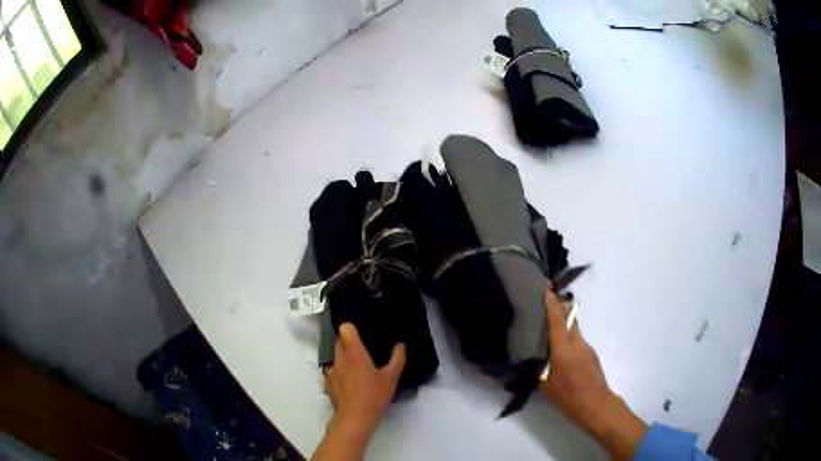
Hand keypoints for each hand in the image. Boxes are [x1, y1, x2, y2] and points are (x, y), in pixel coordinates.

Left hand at [325, 323, 406, 430]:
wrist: (355, 418)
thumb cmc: (374, 395)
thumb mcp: (391, 378)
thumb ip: (397, 359)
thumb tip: (401, 345)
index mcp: (354, 352)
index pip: (345, 329)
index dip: (351, 328)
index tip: (360, 333)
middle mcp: (340, 358)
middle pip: (339, 341)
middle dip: (348, 343)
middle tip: (363, 351)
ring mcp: (331, 371)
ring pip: (335, 357)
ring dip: (343, 359)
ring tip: (356, 369)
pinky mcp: (327, 383)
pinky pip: (332, 372)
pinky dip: (339, 374)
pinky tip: (349, 384)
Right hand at [540, 283, 647, 460]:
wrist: (596, 405)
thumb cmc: (568, 396)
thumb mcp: (546, 384)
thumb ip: (540, 366)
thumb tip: (536, 355)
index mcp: (564, 348)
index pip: (557, 319)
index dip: (551, 302)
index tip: (546, 286)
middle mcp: (577, 342)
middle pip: (569, 318)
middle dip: (558, 308)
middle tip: (545, 302)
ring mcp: (587, 347)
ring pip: (574, 329)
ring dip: (563, 324)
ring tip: (549, 328)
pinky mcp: (591, 355)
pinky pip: (577, 340)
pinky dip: (568, 338)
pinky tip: (560, 351)